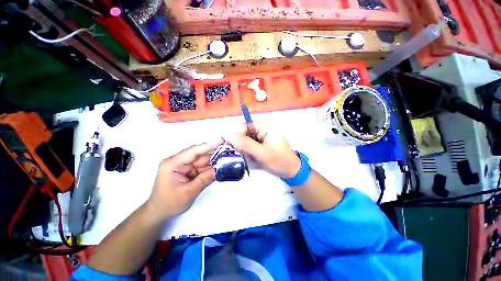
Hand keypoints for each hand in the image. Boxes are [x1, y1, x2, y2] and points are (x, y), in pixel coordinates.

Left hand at [146, 140, 223, 221]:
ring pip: (202, 161)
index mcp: (173, 163)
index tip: (221, 141)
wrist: (159, 213)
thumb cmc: (169, 204)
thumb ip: (203, 180)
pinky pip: (201, 167)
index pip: (193, 151)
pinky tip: (219, 168)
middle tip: (229, 153)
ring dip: (214, 162)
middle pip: (200, 155)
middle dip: (214, 155)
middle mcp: (178, 161)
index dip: (208, 145)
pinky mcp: (188, 171)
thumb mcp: (187, 193)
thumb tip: (219, 170)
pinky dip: (210, 169)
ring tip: (227, 161)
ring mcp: (184, 166)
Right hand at [232, 123, 300, 177]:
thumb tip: (232, 139)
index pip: (247, 125)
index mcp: (266, 128)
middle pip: (246, 132)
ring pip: (247, 140)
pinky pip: (251, 146)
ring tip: (251, 157)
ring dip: (246, 149)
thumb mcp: (262, 153)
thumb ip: (247, 145)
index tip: (236, 145)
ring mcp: (263, 138)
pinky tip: (253, 158)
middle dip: (242, 143)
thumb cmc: (279, 161)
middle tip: (244, 154)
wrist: (291, 171)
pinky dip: (249, 152)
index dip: (240, 133)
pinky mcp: (262, 145)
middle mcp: (264, 131)